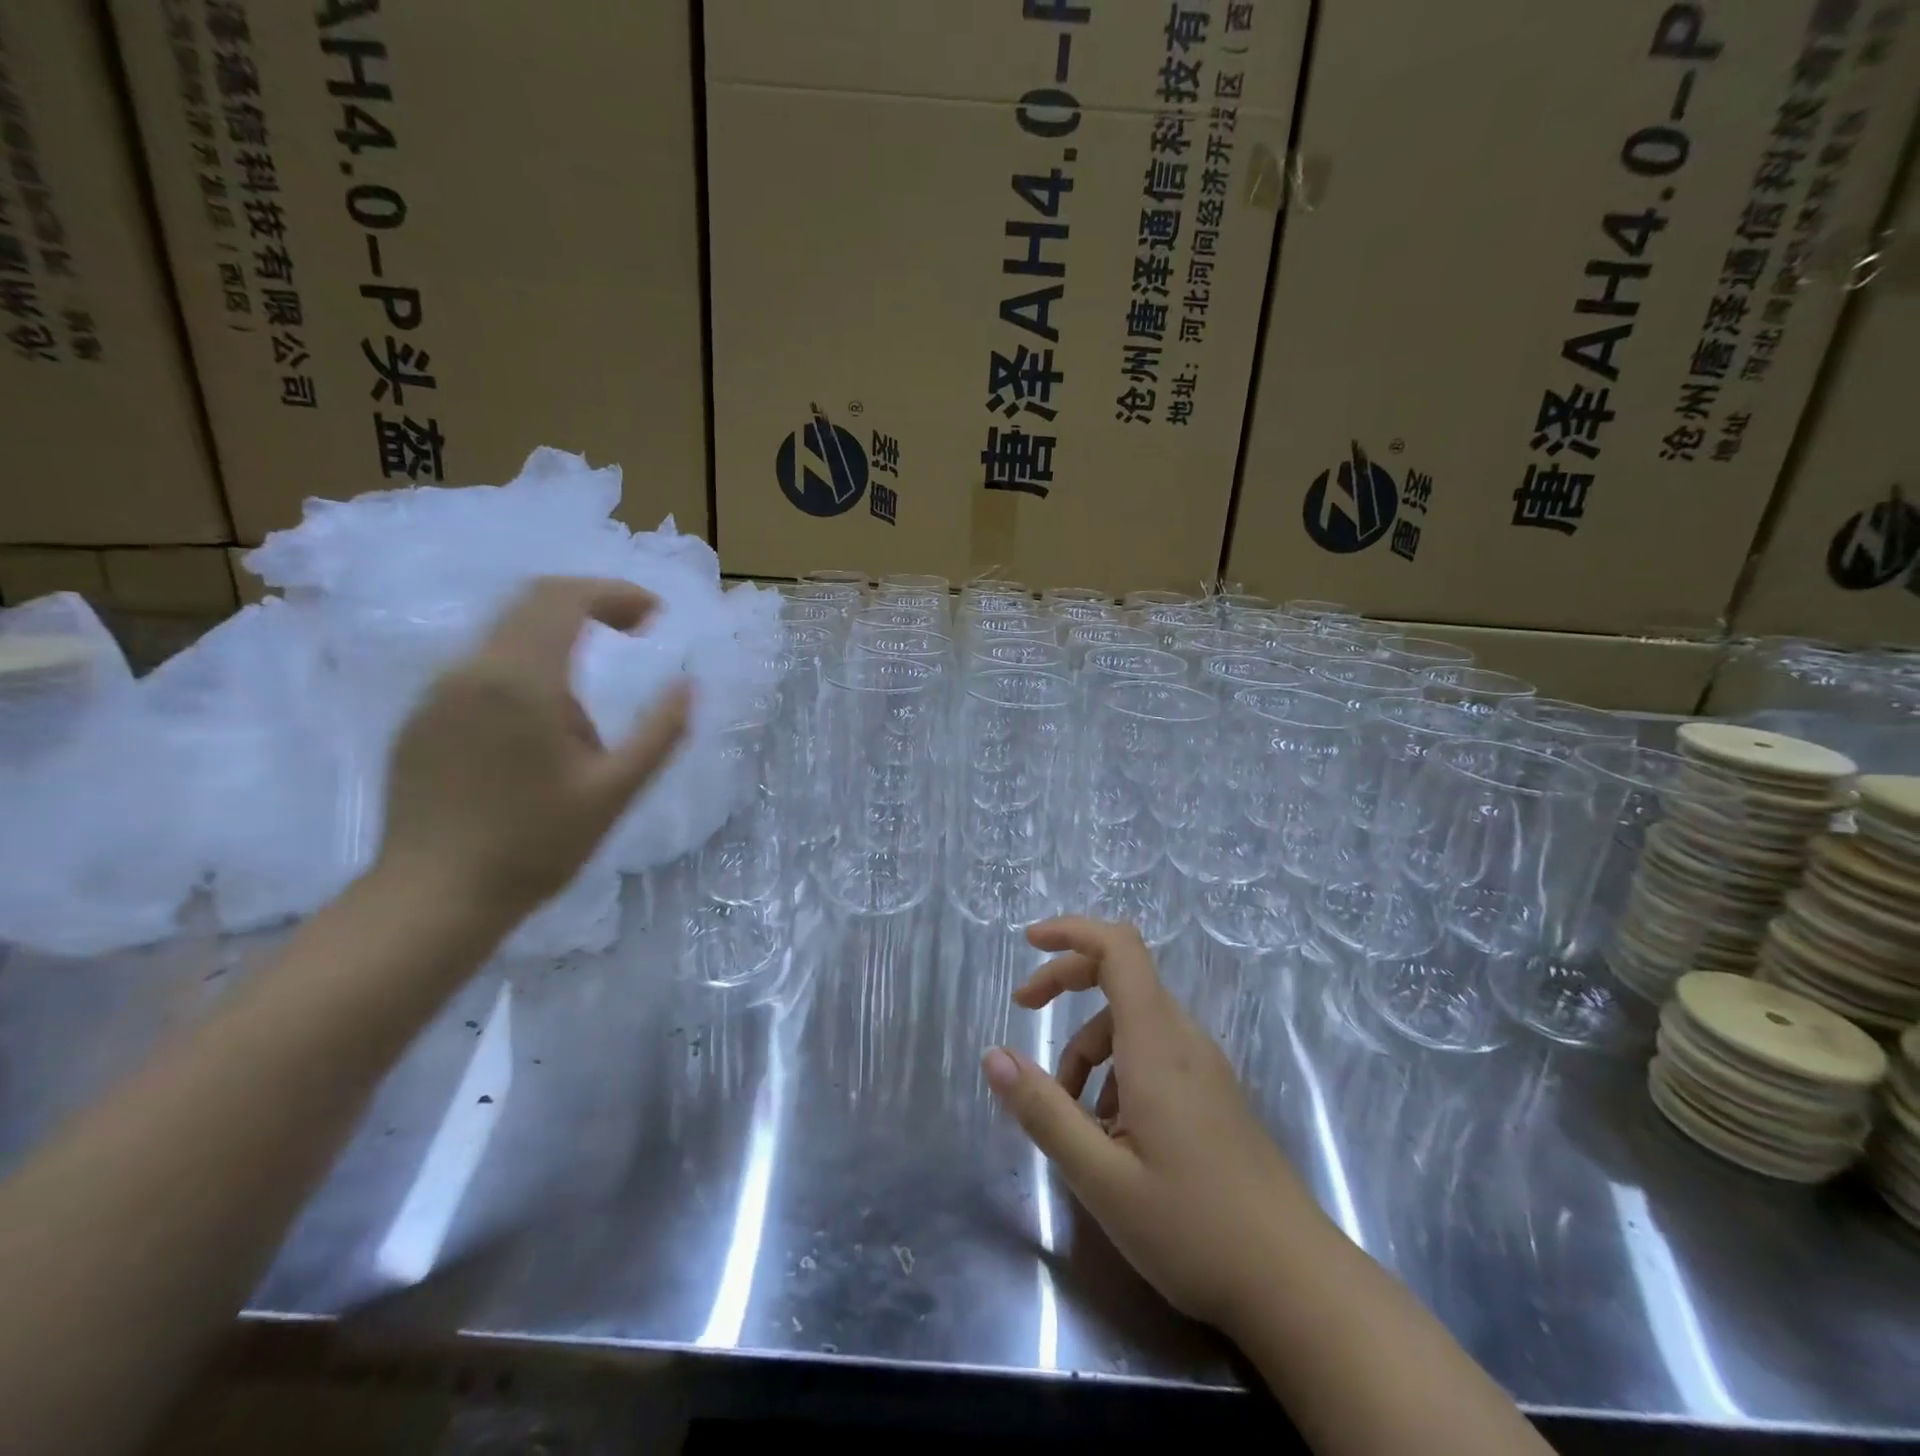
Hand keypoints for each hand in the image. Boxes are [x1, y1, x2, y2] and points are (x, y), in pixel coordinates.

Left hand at [378, 577, 690, 924]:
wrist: (434, 897)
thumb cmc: (536, 844)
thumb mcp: (616, 790)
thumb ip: (660, 731)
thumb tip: (688, 684)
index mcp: (521, 681)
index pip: (565, 599)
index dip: (616, 594)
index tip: (655, 615)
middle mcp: (471, 670)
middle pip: (531, 602)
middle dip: (590, 605)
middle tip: (635, 631)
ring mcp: (437, 693)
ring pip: (505, 635)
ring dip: (559, 641)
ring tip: (590, 709)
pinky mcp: (421, 718)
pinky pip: (481, 668)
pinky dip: (526, 669)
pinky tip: (541, 729)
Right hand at [982, 917, 1317, 1332]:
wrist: (1298, 1285)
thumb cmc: (1195, 1229)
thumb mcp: (1102, 1178)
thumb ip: (1044, 1112)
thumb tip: (993, 1056)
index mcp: (1157, 1044)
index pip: (1118, 949)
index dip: (1072, 930)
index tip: (1029, 942)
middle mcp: (1183, 1040)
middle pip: (1120, 976)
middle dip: (1065, 983)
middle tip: (1023, 1012)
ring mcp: (1204, 1066)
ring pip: (1132, 1023)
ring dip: (1088, 1048)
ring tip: (1069, 1115)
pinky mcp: (1213, 1093)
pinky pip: (1153, 1053)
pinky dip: (1116, 1070)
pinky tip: (1111, 1133)